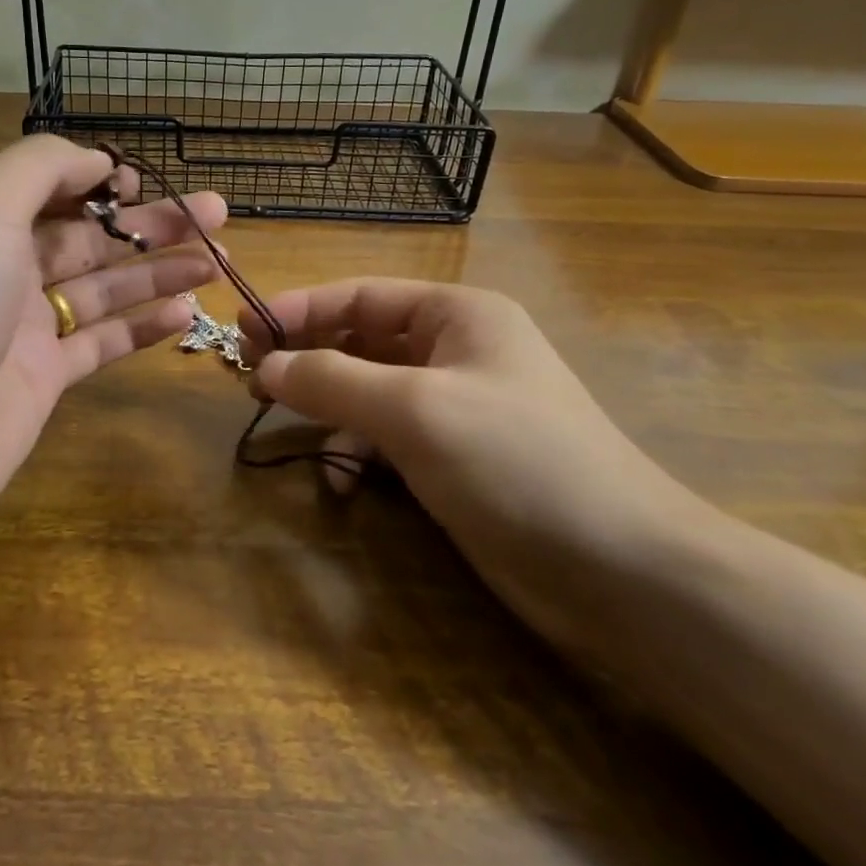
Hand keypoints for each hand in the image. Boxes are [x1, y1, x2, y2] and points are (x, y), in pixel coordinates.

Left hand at [0, 135, 225, 546]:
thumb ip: (38, 169)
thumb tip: (96, 160)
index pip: (50, 188)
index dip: (101, 182)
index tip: (149, 183)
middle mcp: (0, 269)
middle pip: (89, 237)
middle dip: (151, 224)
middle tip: (217, 214)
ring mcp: (22, 329)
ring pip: (104, 289)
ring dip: (158, 271)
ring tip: (217, 260)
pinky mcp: (41, 381)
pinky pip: (102, 343)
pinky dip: (143, 328)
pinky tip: (186, 313)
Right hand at [241, 278, 722, 656]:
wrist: (619, 571)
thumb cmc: (516, 461)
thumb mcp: (414, 410)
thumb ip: (332, 380)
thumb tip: (264, 366)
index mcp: (458, 315)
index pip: (361, 295)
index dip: (300, 307)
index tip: (245, 329)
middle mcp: (457, 350)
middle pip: (362, 340)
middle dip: (308, 356)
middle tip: (250, 376)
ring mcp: (457, 406)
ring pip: (369, 391)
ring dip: (328, 407)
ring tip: (283, 424)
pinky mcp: (455, 458)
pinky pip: (387, 437)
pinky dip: (357, 452)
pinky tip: (340, 482)